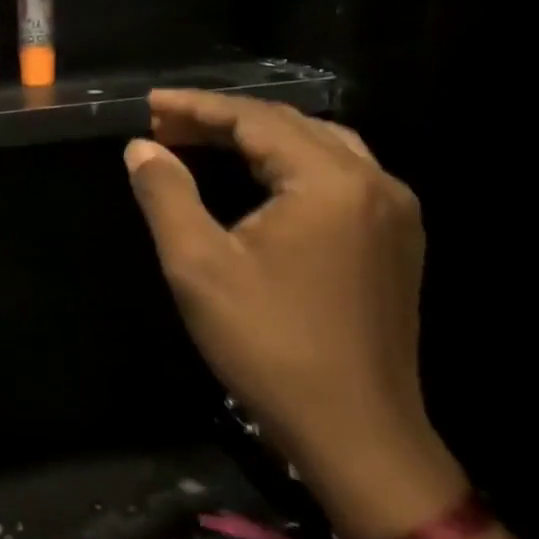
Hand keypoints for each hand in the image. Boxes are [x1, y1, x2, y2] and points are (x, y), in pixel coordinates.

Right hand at [124, 91, 465, 538]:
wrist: (357, 433)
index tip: (150, 105)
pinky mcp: (397, 241)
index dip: (197, 107)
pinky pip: (341, 175)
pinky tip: (261, 177)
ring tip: (205, 142)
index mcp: (331, 182)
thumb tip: (141, 148)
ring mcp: (395, 213)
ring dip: (259, 137)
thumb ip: (167, 195)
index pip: (255, 119)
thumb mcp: (199, 266)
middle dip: (224, 119)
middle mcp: (375, 183)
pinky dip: (291, 163)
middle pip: (290, 125)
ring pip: (320, 146)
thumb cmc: (269, 346)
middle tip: (165, 125)